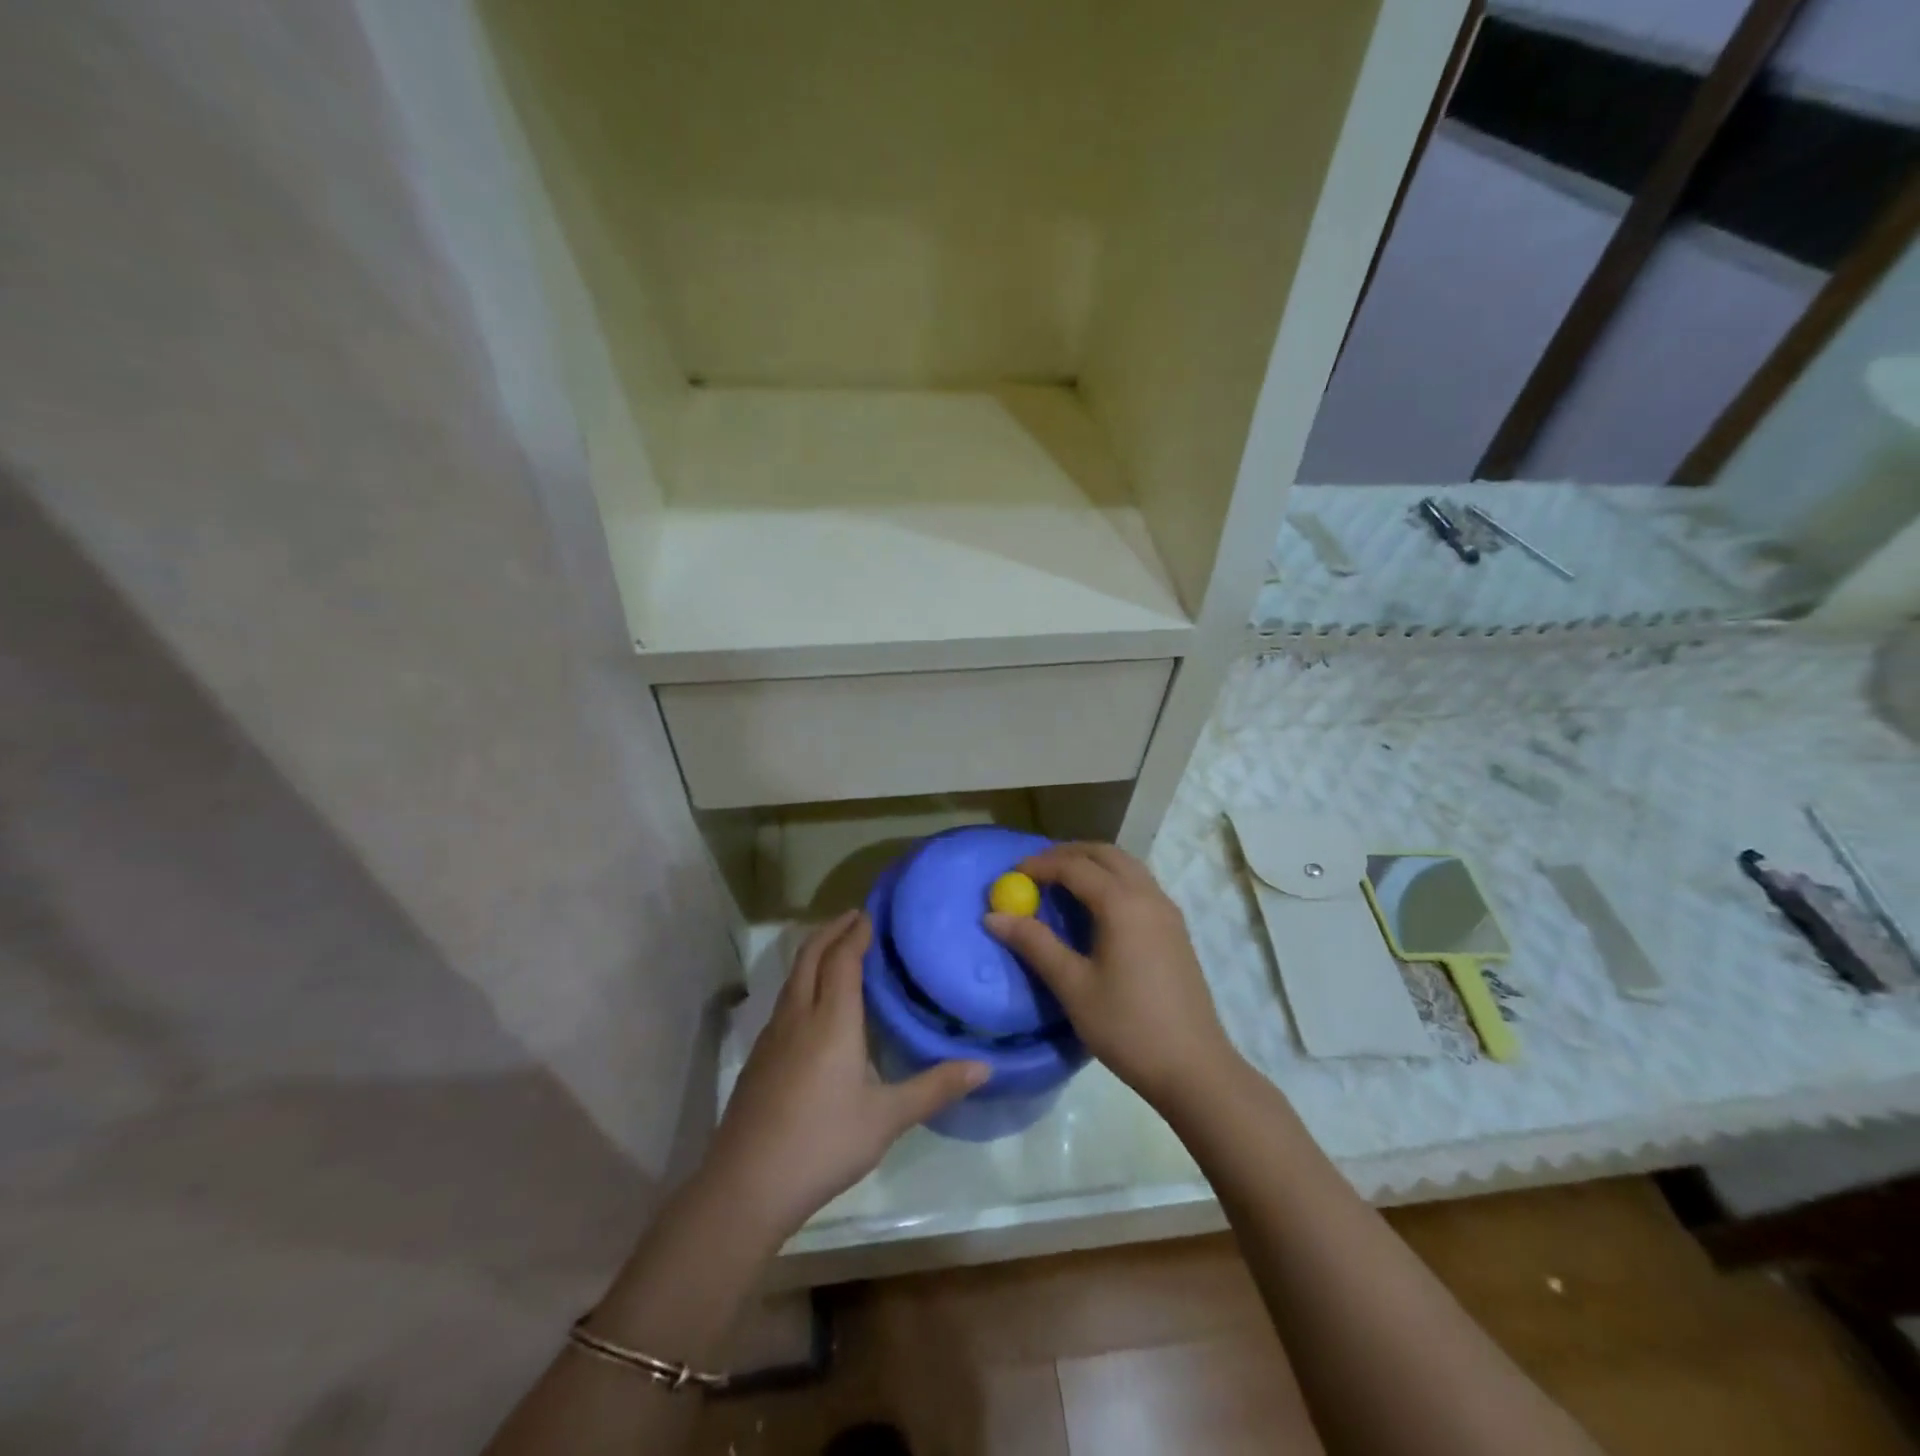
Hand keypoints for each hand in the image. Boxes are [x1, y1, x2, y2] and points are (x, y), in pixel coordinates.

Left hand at [702, 910, 988, 1242]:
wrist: (746, 1184)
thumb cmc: (823, 1143)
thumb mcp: (887, 1119)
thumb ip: (935, 1088)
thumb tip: (984, 1066)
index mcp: (832, 1020)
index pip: (843, 959)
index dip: (856, 933)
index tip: (871, 914)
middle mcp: (799, 1016)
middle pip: (811, 955)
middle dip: (831, 930)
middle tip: (854, 917)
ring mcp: (772, 1036)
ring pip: (793, 977)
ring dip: (814, 953)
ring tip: (836, 950)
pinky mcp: (758, 1057)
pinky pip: (784, 1000)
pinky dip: (802, 981)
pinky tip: (813, 1004)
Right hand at [987, 843, 1234, 1107]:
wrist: (1194, 1068)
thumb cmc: (1127, 1026)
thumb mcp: (1073, 986)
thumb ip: (1035, 944)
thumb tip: (993, 917)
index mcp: (1122, 904)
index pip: (1075, 866)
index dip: (1041, 864)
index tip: (1012, 873)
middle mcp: (1148, 896)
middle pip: (1105, 854)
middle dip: (1068, 854)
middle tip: (1036, 869)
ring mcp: (1167, 911)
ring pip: (1127, 866)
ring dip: (1093, 863)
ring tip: (1062, 882)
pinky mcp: (1176, 929)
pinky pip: (1140, 884)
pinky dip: (1113, 879)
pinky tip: (1097, 907)